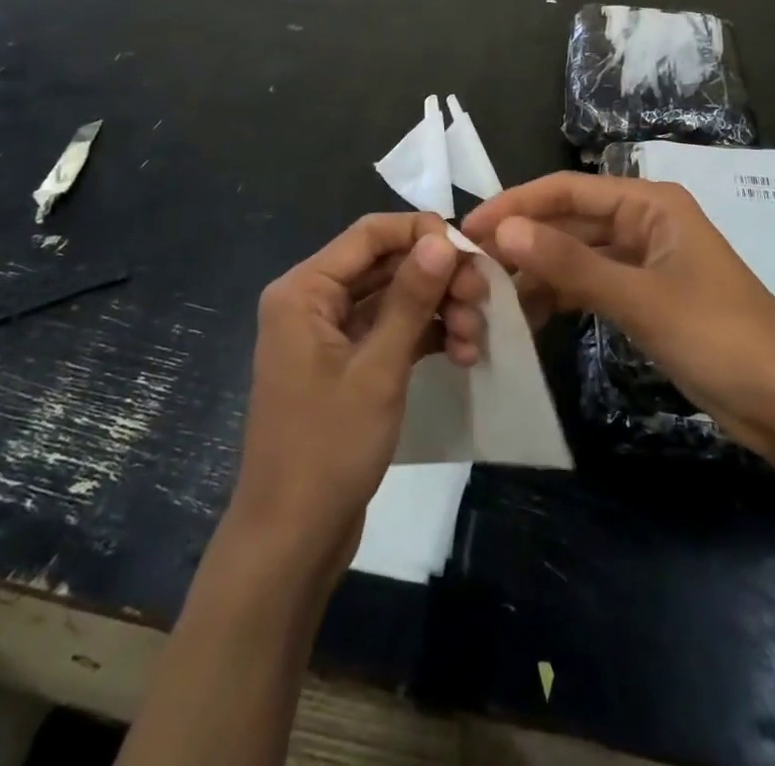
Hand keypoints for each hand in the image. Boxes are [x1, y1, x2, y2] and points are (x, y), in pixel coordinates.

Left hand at [230, 213, 487, 578]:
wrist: (291, 542)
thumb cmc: (327, 448)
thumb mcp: (378, 369)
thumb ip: (410, 298)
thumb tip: (442, 239)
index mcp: (304, 290)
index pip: (369, 234)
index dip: (422, 233)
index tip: (470, 252)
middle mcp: (314, 301)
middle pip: (386, 265)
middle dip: (437, 278)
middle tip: (482, 299)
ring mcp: (331, 334)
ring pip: (395, 298)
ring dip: (438, 310)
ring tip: (476, 338)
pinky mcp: (349, 364)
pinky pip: (392, 331)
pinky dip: (426, 336)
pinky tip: (463, 354)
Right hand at [463, 173, 774, 459]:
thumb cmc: (719, 336)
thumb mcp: (640, 298)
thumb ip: (570, 264)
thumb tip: (503, 229)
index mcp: (650, 204)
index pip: (567, 190)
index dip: (515, 205)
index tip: (468, 229)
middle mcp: (644, 222)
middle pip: (569, 222)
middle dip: (523, 242)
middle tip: (470, 270)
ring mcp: (645, 262)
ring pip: (577, 256)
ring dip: (538, 273)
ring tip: (490, 298)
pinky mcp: (645, 297)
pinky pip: (591, 286)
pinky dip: (561, 298)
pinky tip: (528, 319)